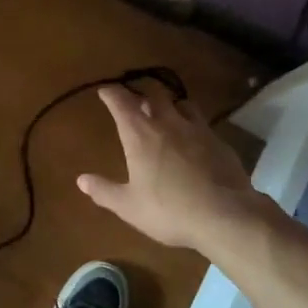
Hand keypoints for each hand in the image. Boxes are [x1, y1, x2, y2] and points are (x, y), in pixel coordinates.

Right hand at [77, 86, 265, 251]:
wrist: (226, 216)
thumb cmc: (169, 210)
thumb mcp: (129, 206)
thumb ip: (104, 191)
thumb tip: (81, 180)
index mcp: (140, 135)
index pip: (121, 102)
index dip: (111, 93)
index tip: (105, 91)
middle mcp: (168, 123)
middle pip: (154, 93)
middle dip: (142, 92)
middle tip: (136, 99)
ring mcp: (198, 129)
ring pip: (182, 103)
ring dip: (171, 104)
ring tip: (167, 113)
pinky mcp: (220, 142)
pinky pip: (202, 124)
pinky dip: (193, 125)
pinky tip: (194, 140)